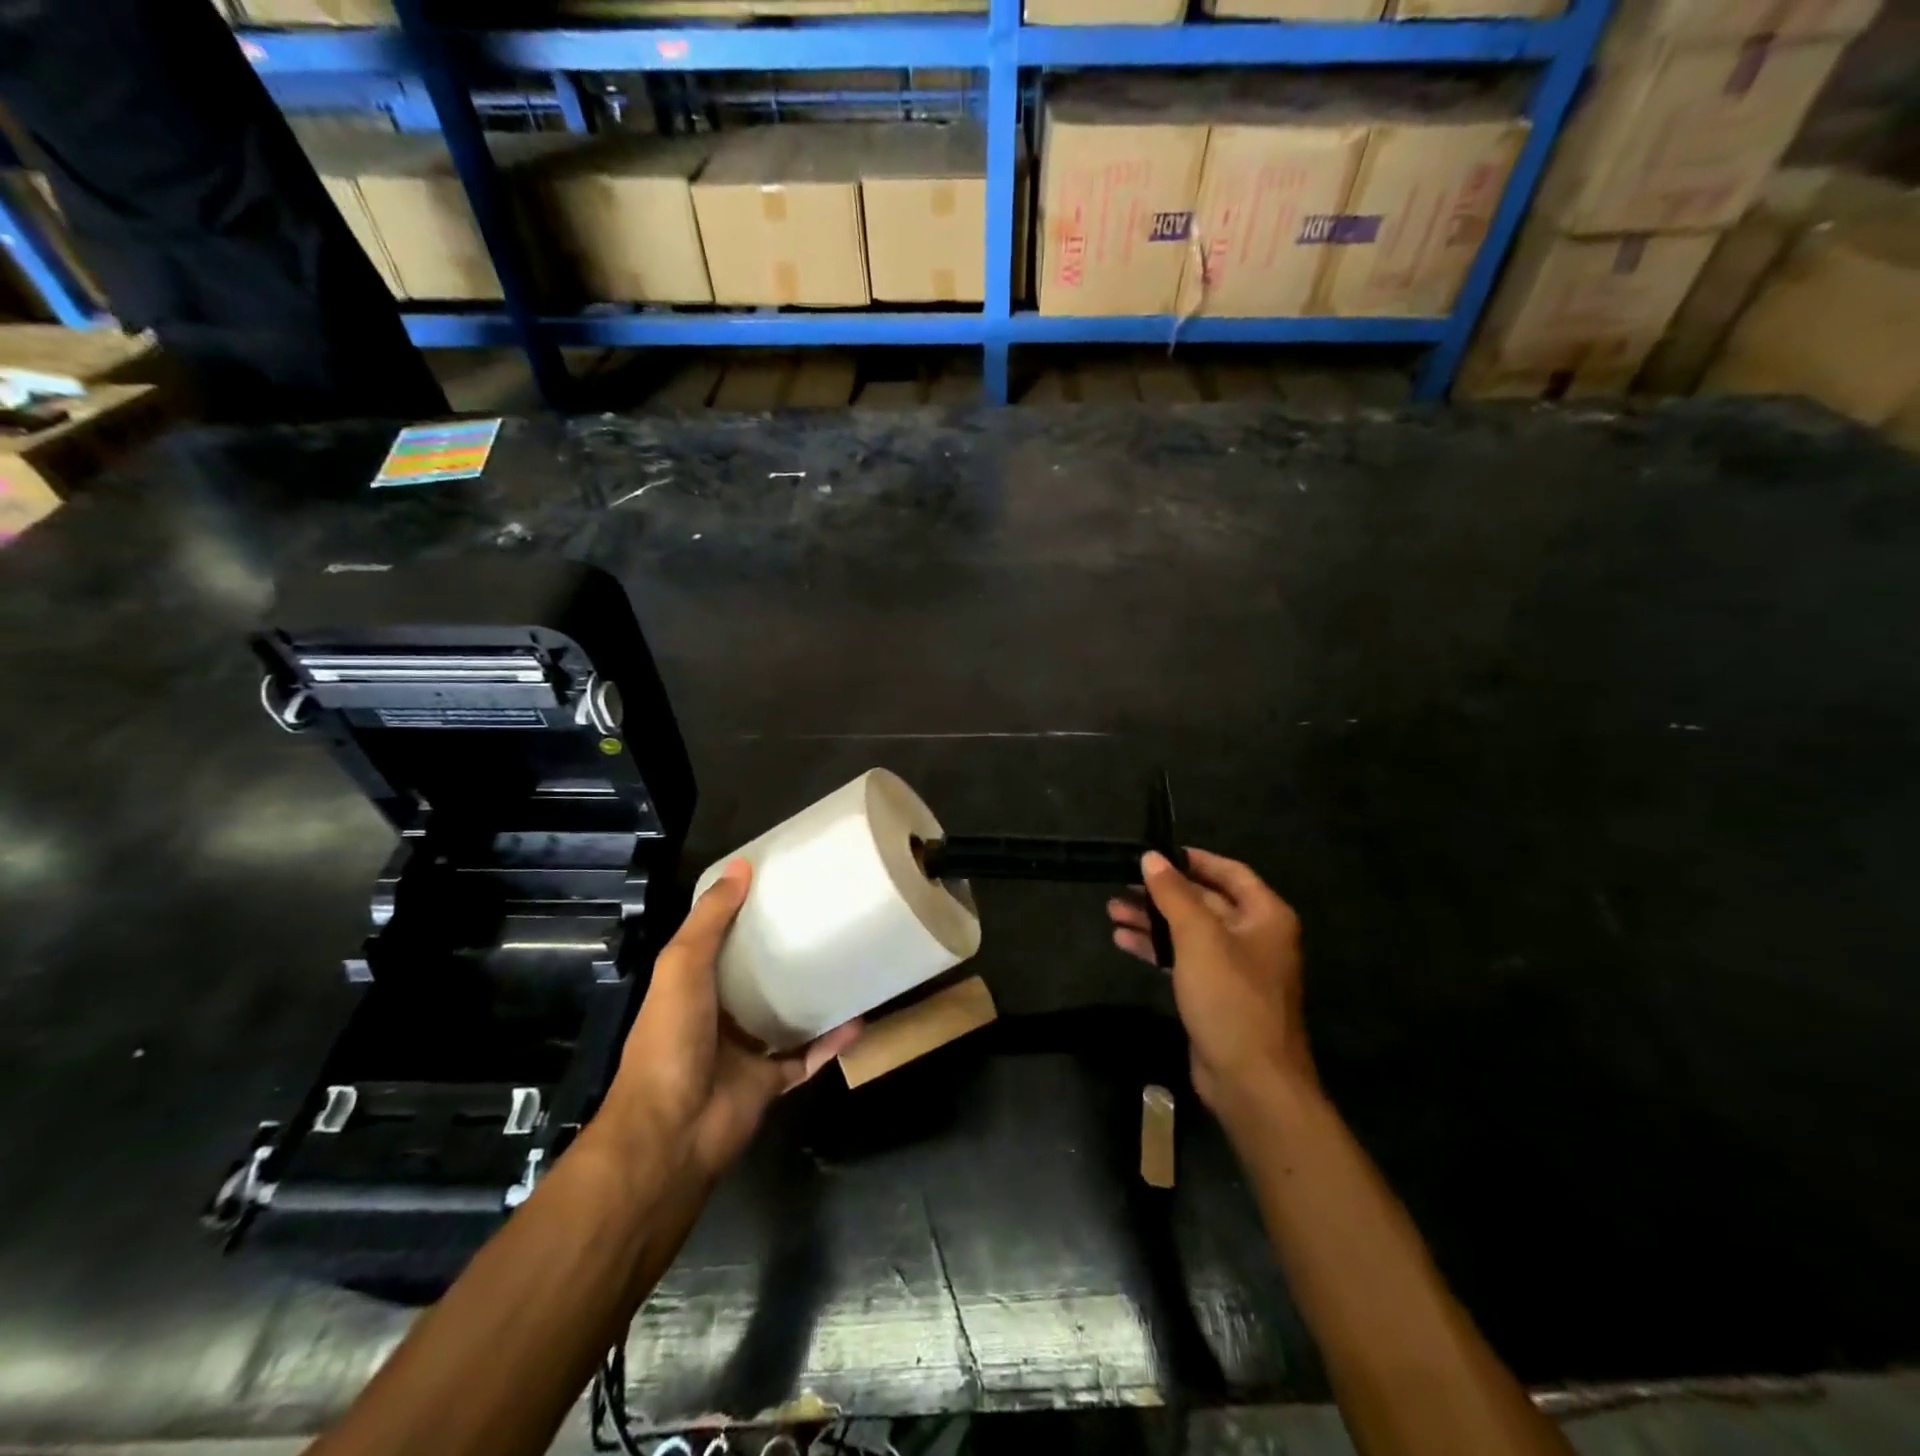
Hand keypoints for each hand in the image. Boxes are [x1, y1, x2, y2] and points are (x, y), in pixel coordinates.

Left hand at [600, 860, 861, 1180]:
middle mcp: (718, 1015)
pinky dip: (832, 1041)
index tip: (782, 885)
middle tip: (826, 920)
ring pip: (785, 1016)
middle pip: (756, 977)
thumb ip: (710, 919)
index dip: (746, 914)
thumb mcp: (682, 966)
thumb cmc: (671, 1039)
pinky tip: (860, 1018)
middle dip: (785, 953)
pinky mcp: (769, 1082)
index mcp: (693, 986)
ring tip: (848, 963)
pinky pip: (807, 1057)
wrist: (673, 1131)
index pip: (721, 942)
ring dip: (812, 995)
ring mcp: (744, 1050)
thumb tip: (741, 865)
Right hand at [1109, 849, 1314, 1123]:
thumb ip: (1174, 894)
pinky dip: (1156, 948)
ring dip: (1153, 920)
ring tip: (1112, 910)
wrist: (1251, 1081)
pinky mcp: (1216, 994)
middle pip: (1204, 901)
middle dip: (1162, 893)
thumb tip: (1152, 857)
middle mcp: (1254, 936)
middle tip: (1122, 883)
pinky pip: (1183, 959)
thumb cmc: (1230, 997)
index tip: (1155, 852)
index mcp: (1265, 915)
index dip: (1192, 860)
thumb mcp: (1198, 937)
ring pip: (1189, 931)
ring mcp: (1235, 968)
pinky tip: (1123, 941)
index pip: (1228, 872)